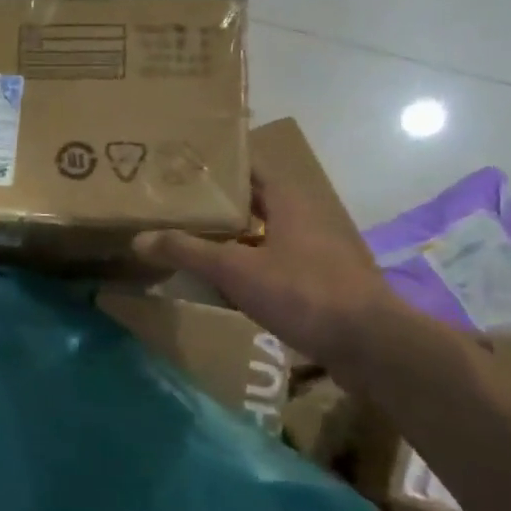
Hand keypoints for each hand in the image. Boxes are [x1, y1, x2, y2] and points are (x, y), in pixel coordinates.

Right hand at [133, 169, 398, 367]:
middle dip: (217, 203)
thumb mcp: (236, 270)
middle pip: (254, 201)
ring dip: (232, 237)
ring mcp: (316, 252)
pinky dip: (248, 266)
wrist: (371, 346)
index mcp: (289, 201)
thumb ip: (187, 251)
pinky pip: (274, 264)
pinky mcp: (320, 283)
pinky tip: (224, 282)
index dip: (217, 164)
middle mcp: (305, 219)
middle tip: (177, 204)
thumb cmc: (304, 293)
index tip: (182, 166)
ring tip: (191, 240)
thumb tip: (139, 238)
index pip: (249, 167)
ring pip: (264, 235)